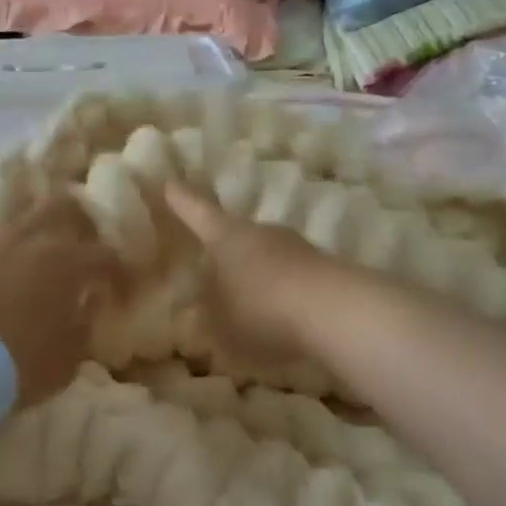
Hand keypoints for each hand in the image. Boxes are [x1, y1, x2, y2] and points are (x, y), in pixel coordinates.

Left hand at [0, 199, 121, 407]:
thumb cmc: (16, 367)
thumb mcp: (66, 360)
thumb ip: (82, 327)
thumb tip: (84, 306)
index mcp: (66, 262)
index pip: (106, 256)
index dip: (118, 271)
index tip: (119, 288)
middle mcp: (29, 236)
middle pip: (62, 206)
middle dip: (77, 221)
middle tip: (77, 244)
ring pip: (16, 209)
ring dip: (29, 223)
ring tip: (29, 244)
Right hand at [162, 182, 336, 364]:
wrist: (336, 313)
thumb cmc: (260, 310)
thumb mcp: (217, 323)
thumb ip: (205, 314)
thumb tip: (199, 305)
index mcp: (226, 236)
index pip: (197, 212)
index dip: (181, 200)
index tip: (169, 182)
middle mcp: (261, 233)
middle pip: (235, 234)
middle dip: (223, 248)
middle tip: (209, 262)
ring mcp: (297, 248)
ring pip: (266, 257)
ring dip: (254, 274)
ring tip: (244, 300)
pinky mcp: (326, 271)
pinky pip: (291, 279)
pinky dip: (281, 293)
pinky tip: (278, 316)